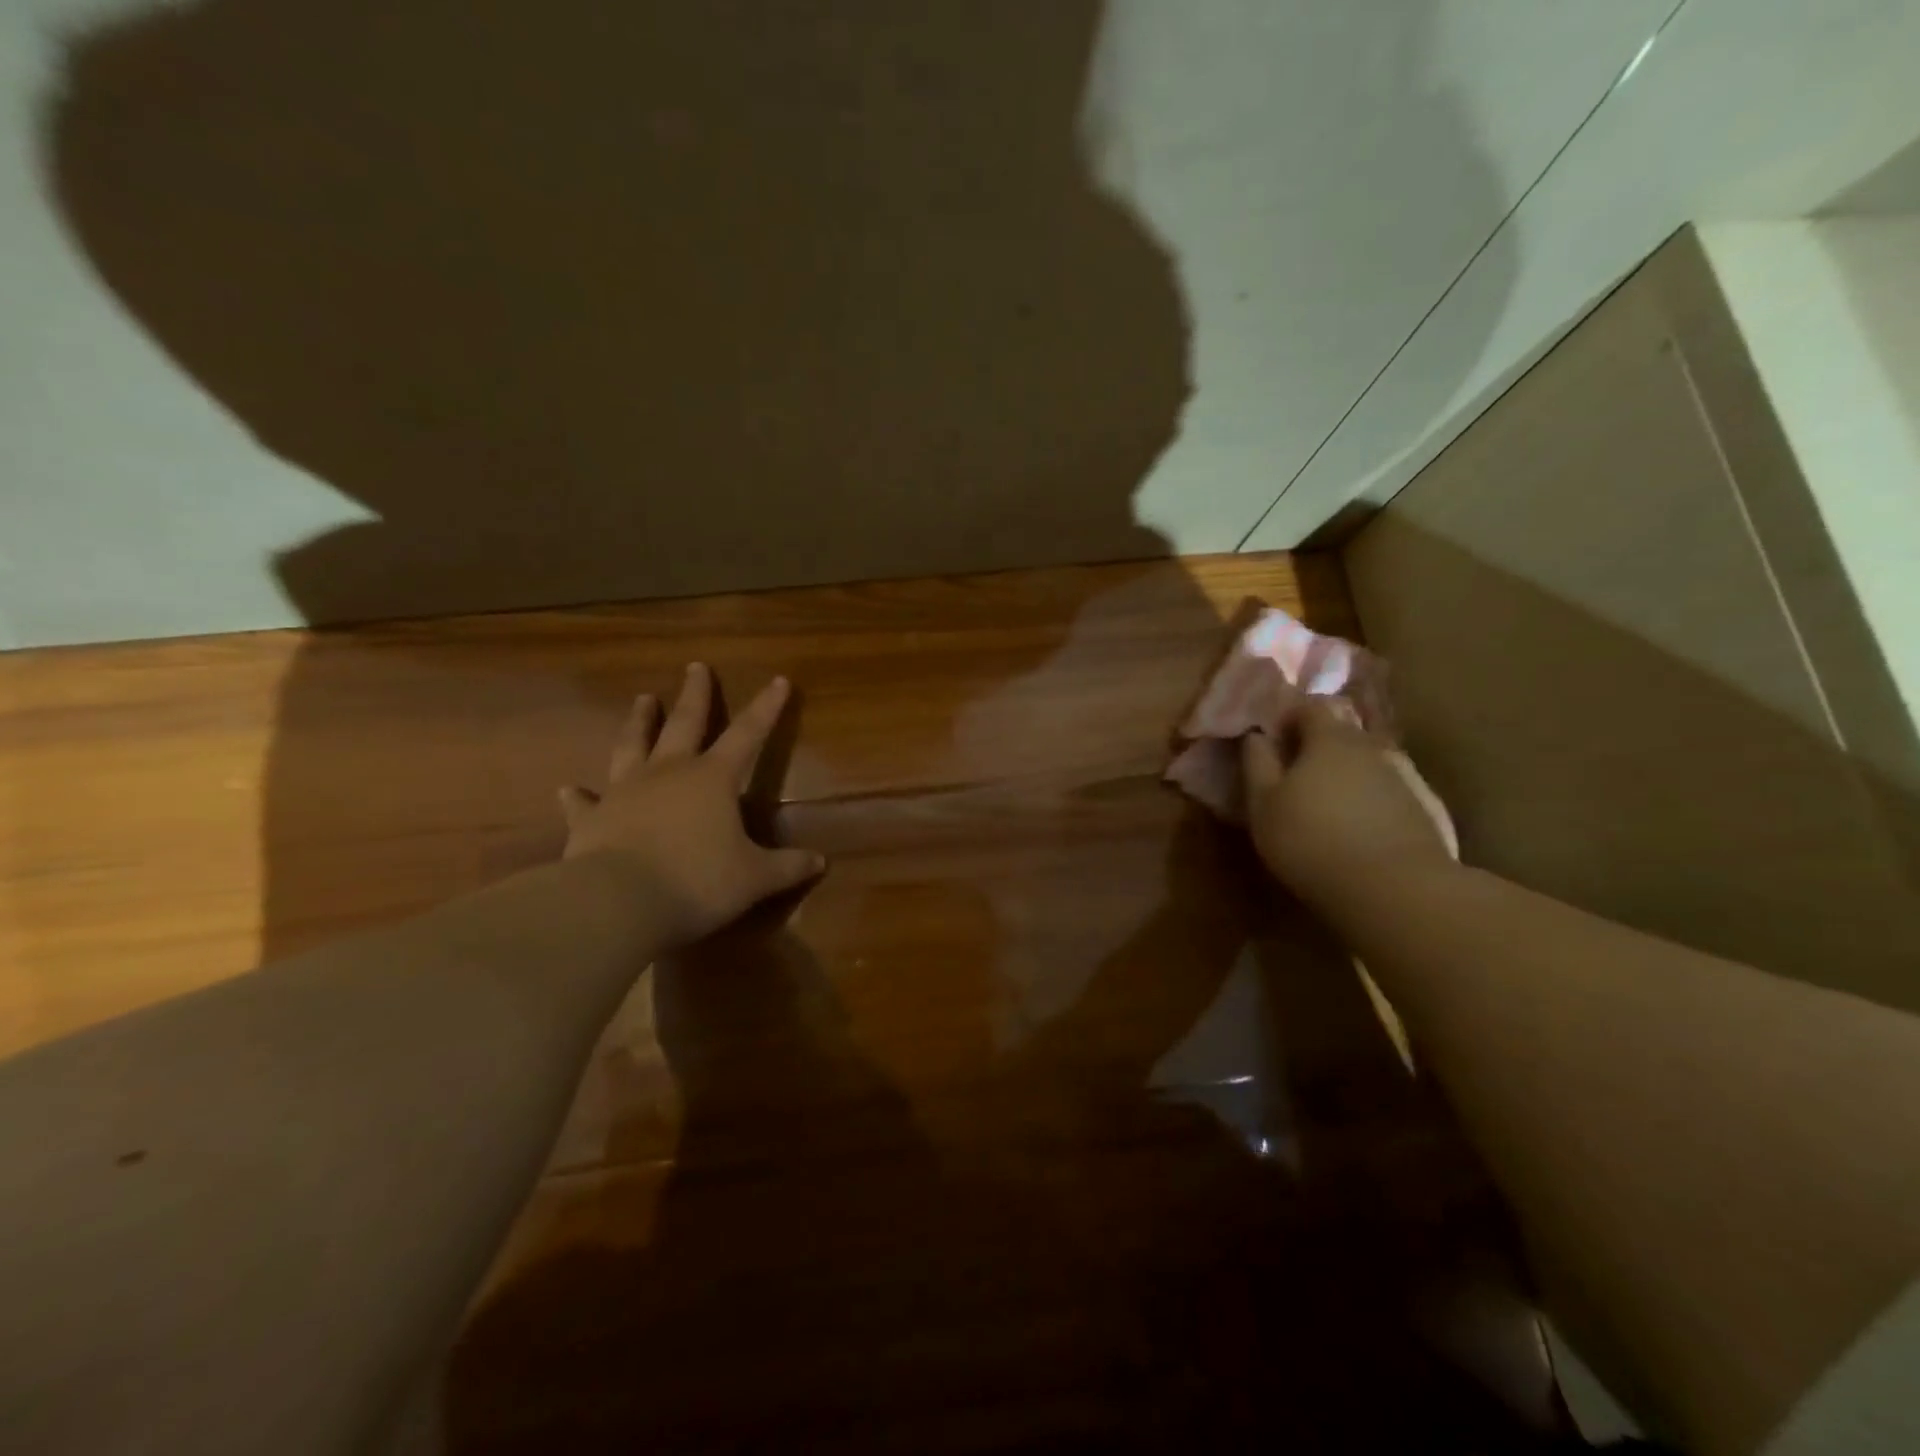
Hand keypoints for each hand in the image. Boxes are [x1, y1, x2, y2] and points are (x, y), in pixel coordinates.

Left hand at [559, 663, 823, 944]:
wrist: (617, 903)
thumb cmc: (697, 882)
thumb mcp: (754, 879)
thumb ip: (787, 868)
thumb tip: (820, 862)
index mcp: (712, 779)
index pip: (748, 734)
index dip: (766, 708)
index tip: (778, 680)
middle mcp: (668, 773)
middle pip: (684, 724)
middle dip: (695, 695)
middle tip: (696, 667)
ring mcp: (624, 791)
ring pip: (632, 745)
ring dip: (639, 722)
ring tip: (642, 699)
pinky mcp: (590, 818)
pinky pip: (584, 802)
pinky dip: (578, 795)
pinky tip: (568, 788)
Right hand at [1240, 697, 1454, 908]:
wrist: (1396, 890)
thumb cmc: (1311, 839)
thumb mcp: (1263, 804)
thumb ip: (1257, 763)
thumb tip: (1256, 735)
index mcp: (1330, 738)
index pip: (1310, 706)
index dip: (1288, 718)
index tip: (1273, 742)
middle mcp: (1372, 747)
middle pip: (1342, 733)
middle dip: (1317, 748)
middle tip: (1295, 778)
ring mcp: (1406, 778)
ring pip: (1367, 765)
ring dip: (1345, 777)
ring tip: (1327, 809)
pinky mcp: (1426, 811)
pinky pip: (1389, 794)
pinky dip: (1370, 803)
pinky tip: (1359, 833)